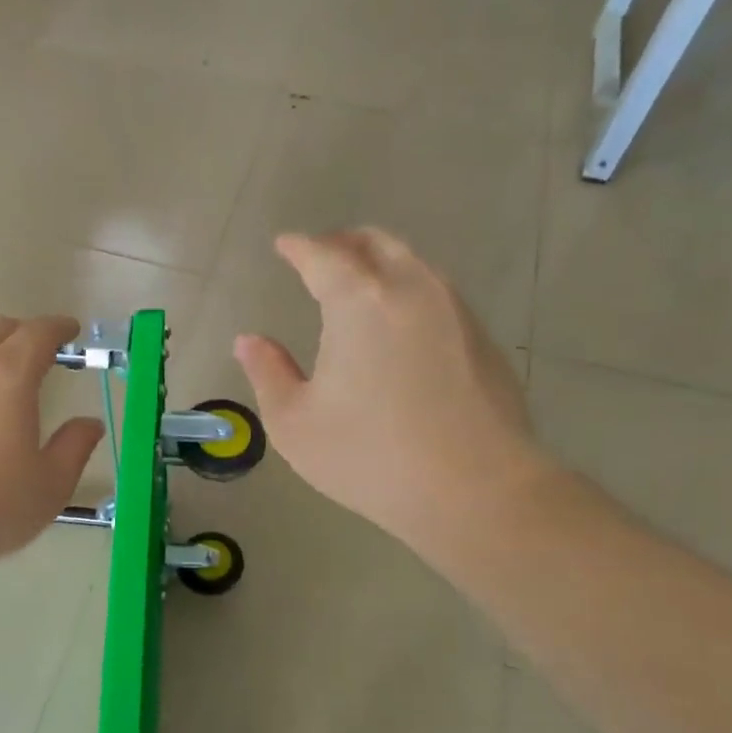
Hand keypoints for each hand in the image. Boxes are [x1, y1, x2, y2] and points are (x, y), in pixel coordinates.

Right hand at [233, 229, 556, 560]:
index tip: (284, 244)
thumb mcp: (295, 424)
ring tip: (360, 286)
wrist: (476, 489)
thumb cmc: (370, 456)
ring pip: (413, 264)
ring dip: (380, 264)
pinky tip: (401, 326)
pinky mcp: (482, 338)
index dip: (299, 246)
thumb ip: (267, 373)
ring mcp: (455, 310)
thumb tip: (249, 341)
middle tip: (320, 256)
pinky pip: (437, 295)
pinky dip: (409, 293)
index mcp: (359, 300)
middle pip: (375, 243)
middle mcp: (411, 289)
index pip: (322, 255)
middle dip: (342, 243)